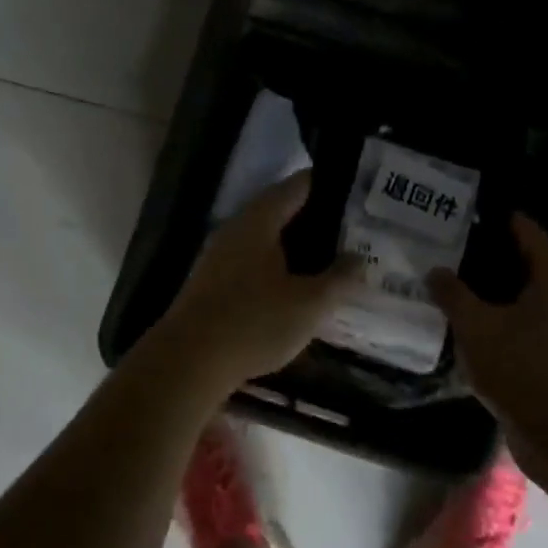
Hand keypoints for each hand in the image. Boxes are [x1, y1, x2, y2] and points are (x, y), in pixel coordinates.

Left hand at [152, 170, 362, 388]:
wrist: (188, 362)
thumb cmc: (254, 322)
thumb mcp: (309, 304)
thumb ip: (339, 278)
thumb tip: (359, 259)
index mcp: (260, 219)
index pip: (298, 185)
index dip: (329, 184)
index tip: (357, 194)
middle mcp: (237, 228)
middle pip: (282, 211)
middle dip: (316, 220)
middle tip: (353, 232)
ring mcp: (220, 255)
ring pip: (267, 239)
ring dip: (296, 247)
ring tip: (330, 261)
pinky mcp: (213, 283)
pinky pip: (253, 262)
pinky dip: (278, 267)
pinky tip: (296, 288)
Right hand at [429, 215, 547, 424]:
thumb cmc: (524, 368)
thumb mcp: (478, 326)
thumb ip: (453, 295)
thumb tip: (435, 270)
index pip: (526, 230)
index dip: (497, 218)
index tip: (463, 213)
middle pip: (521, 264)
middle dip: (485, 257)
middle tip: (445, 250)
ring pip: (519, 299)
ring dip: (488, 294)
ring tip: (447, 287)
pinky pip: (519, 327)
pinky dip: (495, 322)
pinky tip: (464, 328)